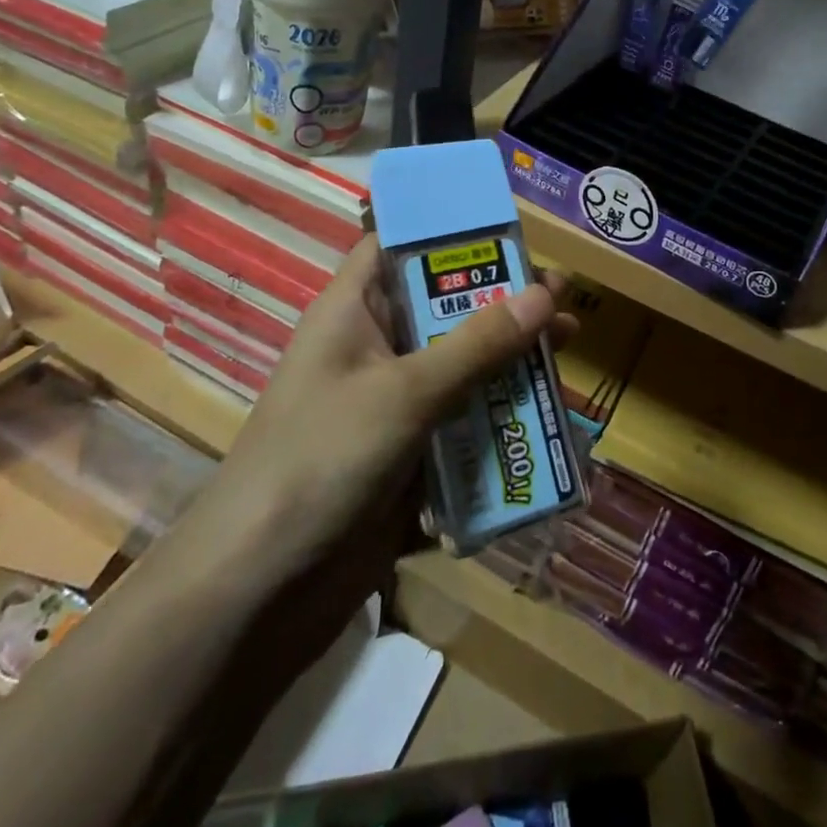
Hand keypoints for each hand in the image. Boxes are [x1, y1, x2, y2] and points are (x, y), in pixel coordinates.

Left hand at [192, 238, 574, 596]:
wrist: (259, 594)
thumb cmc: (322, 461)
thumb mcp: (406, 393)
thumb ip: (477, 344)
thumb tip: (544, 292)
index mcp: (354, 312)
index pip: (399, 246)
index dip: (450, 232)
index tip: (511, 232)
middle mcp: (374, 350)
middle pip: (444, 307)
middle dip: (502, 301)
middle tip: (562, 297)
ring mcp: (391, 406)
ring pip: (460, 366)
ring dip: (509, 360)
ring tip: (567, 346)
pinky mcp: (408, 455)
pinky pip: (462, 421)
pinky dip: (499, 417)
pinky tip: (545, 416)